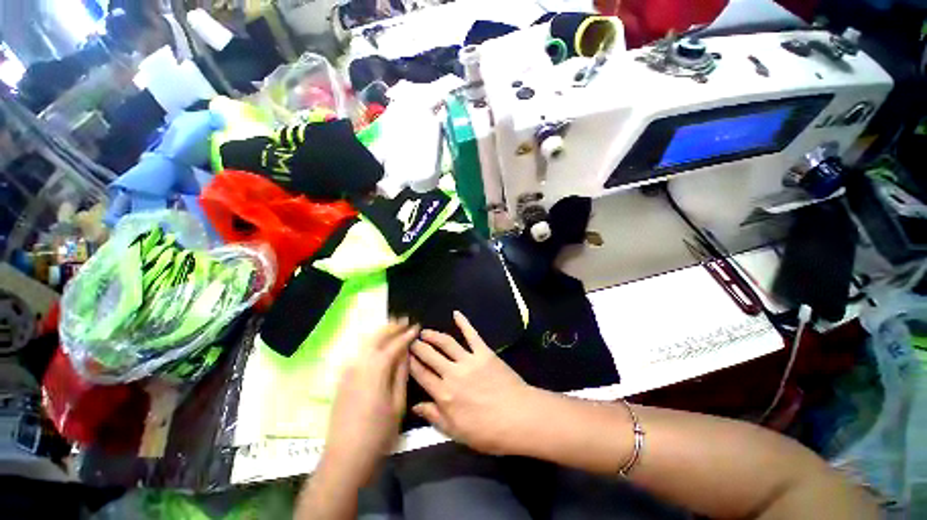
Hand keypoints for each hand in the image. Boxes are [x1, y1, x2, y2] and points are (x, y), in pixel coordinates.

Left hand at [323, 319, 417, 483]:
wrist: (344, 459)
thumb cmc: (378, 433)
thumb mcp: (397, 403)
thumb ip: (401, 374)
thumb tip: (406, 353)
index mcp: (376, 369)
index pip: (395, 344)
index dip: (407, 334)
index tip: (417, 326)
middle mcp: (359, 364)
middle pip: (377, 337)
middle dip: (392, 326)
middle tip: (405, 320)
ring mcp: (348, 371)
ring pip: (366, 342)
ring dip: (381, 333)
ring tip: (394, 327)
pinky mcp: (343, 379)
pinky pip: (359, 352)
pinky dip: (371, 343)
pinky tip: (378, 345)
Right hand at [409, 311, 539, 455]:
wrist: (518, 417)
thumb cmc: (487, 431)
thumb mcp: (456, 432)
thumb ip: (434, 417)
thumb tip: (415, 406)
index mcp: (443, 394)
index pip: (421, 375)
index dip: (411, 363)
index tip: (405, 355)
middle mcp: (452, 373)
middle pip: (430, 355)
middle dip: (418, 346)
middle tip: (411, 340)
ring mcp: (468, 360)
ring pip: (446, 343)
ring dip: (434, 335)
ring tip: (425, 331)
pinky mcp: (484, 352)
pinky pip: (471, 334)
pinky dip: (463, 322)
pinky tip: (456, 313)